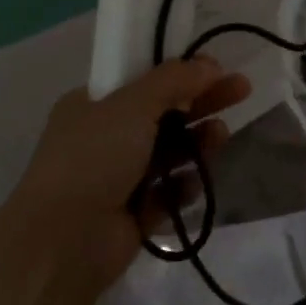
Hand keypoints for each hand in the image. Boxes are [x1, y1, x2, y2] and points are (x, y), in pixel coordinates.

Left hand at [15, 59, 250, 286]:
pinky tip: (197, 181)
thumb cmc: (94, 157)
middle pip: (162, 113)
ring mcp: (116, 178)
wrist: (64, 241)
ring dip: (197, 141)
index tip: (214, 67)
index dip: (179, 72)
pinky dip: (183, 185)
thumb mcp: (132, 104)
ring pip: (168, 153)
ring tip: (222, 134)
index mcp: (92, 104)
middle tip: (242, 90)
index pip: (142, 79)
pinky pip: (166, 194)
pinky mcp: (132, 215)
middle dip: (201, 101)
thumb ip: (173, 80)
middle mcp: (103, 138)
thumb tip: (209, 64)